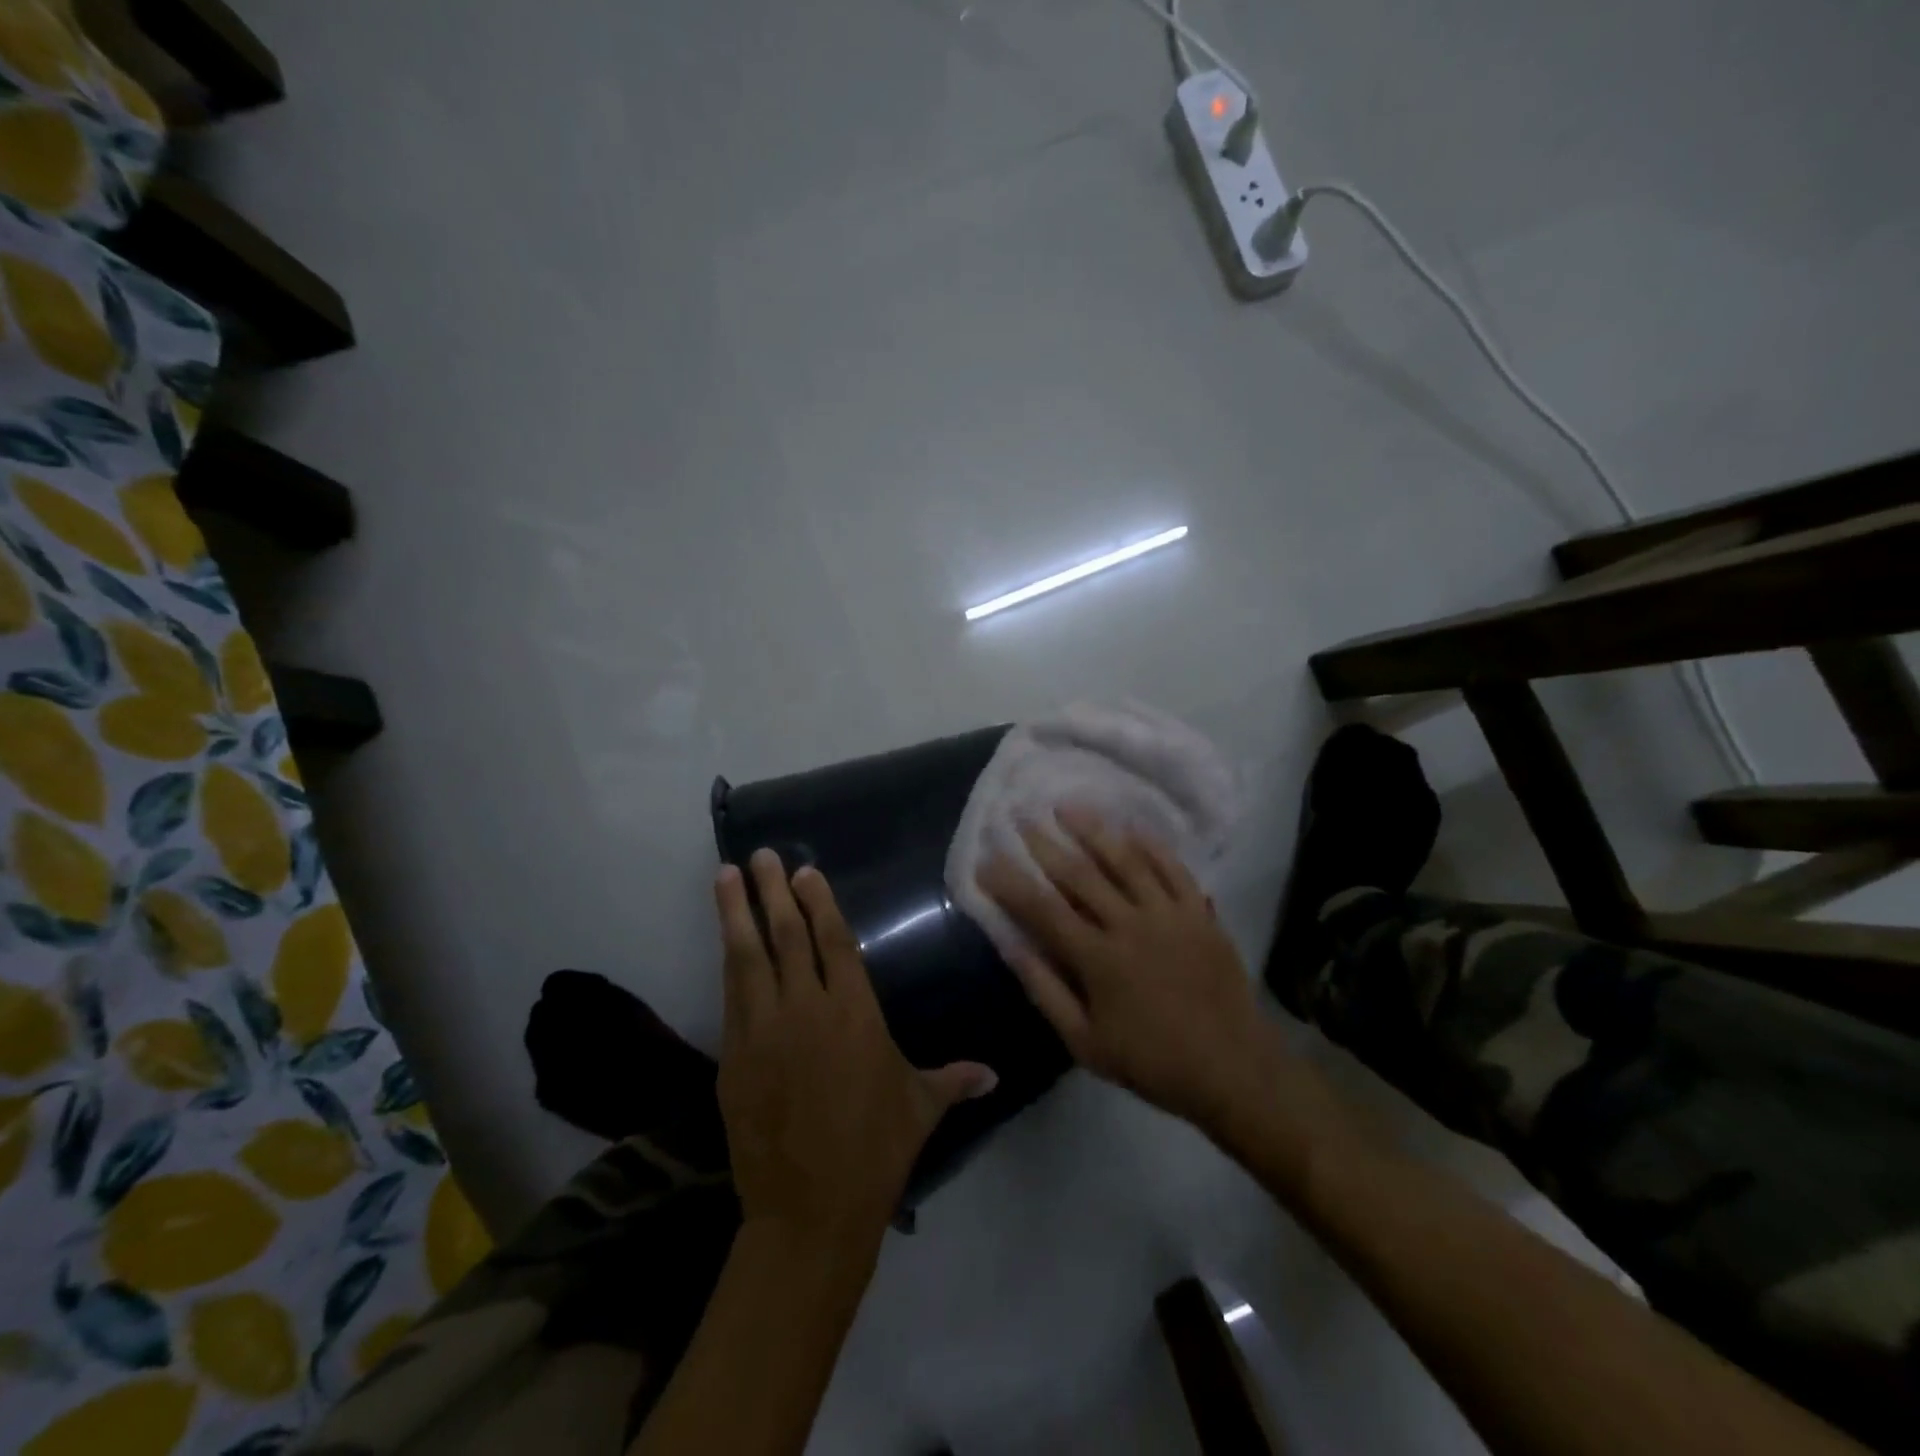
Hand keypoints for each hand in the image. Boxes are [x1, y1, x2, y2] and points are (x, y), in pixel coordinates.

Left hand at [714, 850, 996, 1254]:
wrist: (809, 1211)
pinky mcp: (734, 1058)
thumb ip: (953, 1080)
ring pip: (748, 958)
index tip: (805, 872)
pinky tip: (726, 943)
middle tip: (760, 855)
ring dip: (736, 914)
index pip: (834, 942)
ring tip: (725, 876)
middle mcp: (807, 1010)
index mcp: (855, 1013)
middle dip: (773, 892)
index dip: (818, 903)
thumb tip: (993, 1074)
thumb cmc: (875, 1150)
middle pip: (787, 937)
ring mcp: (764, 1031)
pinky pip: (731, 998)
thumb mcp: (920, 1108)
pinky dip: (729, 965)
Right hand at [977, 807, 1282, 1132]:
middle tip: (1022, 817)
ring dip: (1093, 830)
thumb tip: (1012, 947)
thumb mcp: (1086, 1042)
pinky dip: (1151, 845)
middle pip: (1080, 875)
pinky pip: (1173, 869)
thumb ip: (1046, 991)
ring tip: (1067, 806)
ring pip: (1125, 861)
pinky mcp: (1199, 913)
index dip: (1011, 883)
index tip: (987, 860)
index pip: (1043, 909)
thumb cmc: (1151, 1060)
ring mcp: (1168, 914)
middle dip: (1046, 844)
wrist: (1232, 1068)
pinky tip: (1131, 827)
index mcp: (1097, 959)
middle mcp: (1129, 925)